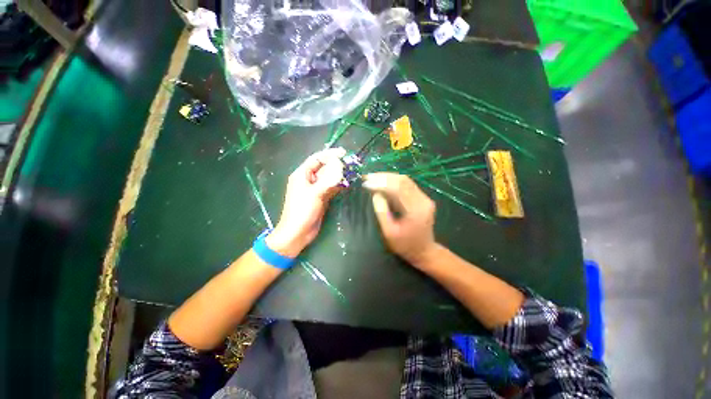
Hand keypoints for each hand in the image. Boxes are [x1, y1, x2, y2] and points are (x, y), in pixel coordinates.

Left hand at [266, 148, 345, 257]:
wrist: (298, 232)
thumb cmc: (302, 211)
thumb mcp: (314, 193)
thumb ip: (328, 180)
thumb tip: (340, 168)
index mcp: (301, 175)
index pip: (316, 159)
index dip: (329, 154)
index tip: (343, 153)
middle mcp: (308, 180)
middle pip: (322, 168)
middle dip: (335, 165)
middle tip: (349, 164)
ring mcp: (314, 189)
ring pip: (327, 178)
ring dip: (337, 175)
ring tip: (350, 172)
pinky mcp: (320, 198)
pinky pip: (330, 188)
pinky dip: (337, 186)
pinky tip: (346, 184)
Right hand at [362, 173, 437, 265]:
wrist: (424, 251)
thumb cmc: (405, 245)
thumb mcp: (389, 233)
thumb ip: (382, 213)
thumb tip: (376, 194)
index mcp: (415, 210)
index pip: (398, 189)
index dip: (381, 183)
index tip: (366, 182)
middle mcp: (423, 200)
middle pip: (403, 180)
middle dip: (383, 177)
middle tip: (368, 177)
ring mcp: (425, 198)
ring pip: (406, 180)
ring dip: (388, 177)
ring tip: (373, 177)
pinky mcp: (423, 198)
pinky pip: (408, 185)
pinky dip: (394, 182)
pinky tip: (383, 183)